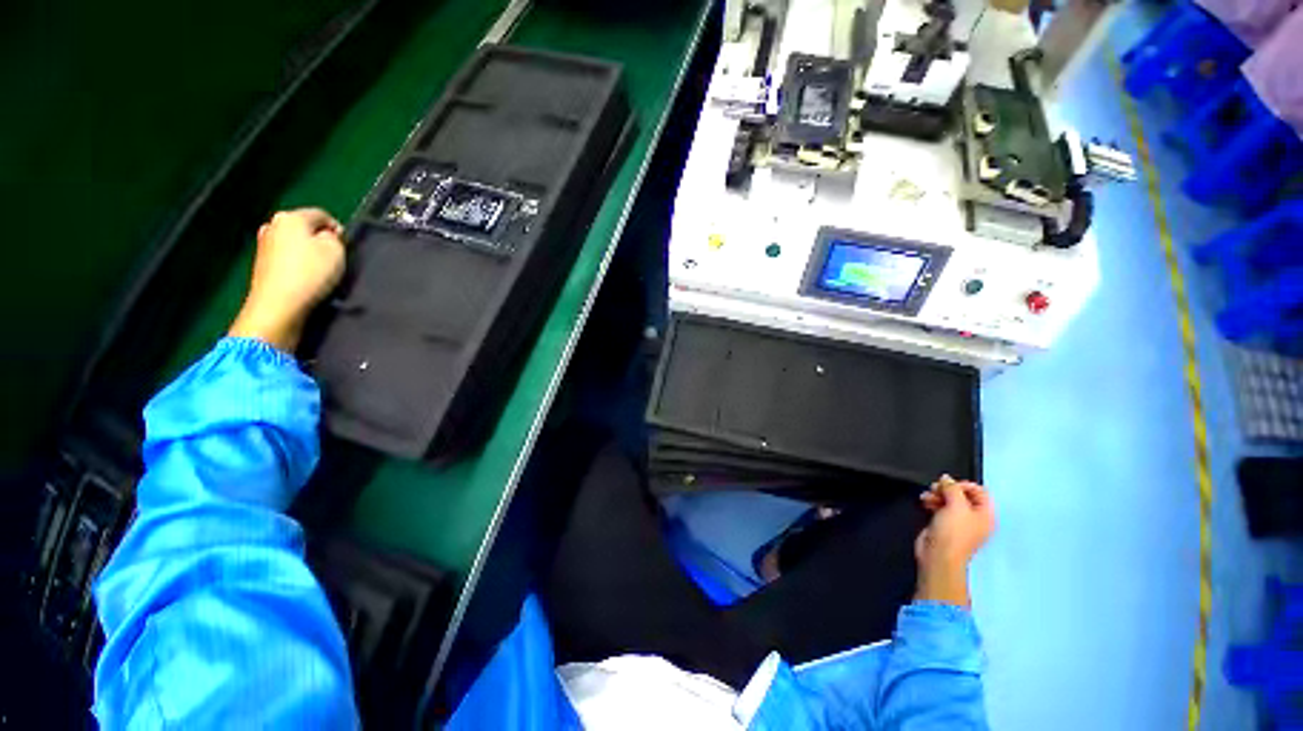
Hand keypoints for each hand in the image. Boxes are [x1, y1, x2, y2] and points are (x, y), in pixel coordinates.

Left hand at [228, 208, 345, 352]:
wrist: (278, 304)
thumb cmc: (310, 272)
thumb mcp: (336, 250)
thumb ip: (335, 237)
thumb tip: (327, 236)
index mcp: (291, 217)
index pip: (322, 215)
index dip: (338, 229)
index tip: (347, 247)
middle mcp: (273, 224)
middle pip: (305, 228)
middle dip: (320, 240)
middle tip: (335, 258)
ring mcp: (264, 244)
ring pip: (295, 243)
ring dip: (308, 253)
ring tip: (321, 271)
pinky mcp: (261, 264)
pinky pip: (286, 258)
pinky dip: (297, 265)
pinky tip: (305, 278)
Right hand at [914, 475, 995, 606]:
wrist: (938, 555)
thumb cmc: (953, 531)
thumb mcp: (956, 505)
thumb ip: (952, 488)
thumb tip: (946, 478)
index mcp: (985, 515)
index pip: (980, 491)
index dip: (965, 485)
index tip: (949, 484)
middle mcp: (975, 518)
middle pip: (963, 495)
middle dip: (948, 489)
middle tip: (935, 488)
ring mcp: (959, 522)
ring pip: (950, 500)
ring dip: (937, 494)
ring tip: (926, 496)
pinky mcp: (944, 525)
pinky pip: (941, 507)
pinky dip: (933, 502)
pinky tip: (924, 502)